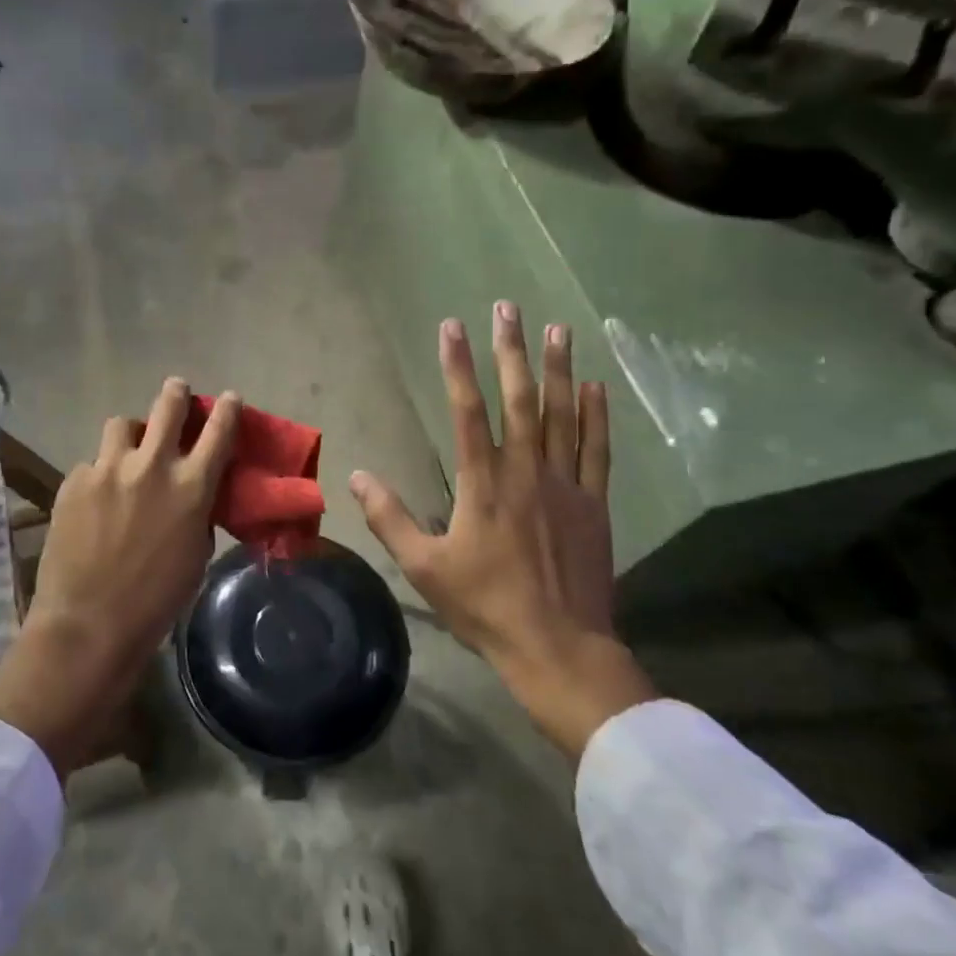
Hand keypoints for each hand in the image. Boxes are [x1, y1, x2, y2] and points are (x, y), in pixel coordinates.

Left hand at [0, 379, 240, 774]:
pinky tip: (95, 500)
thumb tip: (192, 494)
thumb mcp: (195, 554)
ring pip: (122, 425)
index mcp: (191, 487)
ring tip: (128, 450)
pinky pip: (92, 464)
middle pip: (168, 407)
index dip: (227, 409)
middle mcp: (152, 467)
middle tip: (176, 390)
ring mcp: (108, 469)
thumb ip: (197, 512)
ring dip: (131, 434)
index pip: (219, 431)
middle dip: (176, 394)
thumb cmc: (156, 601)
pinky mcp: (74, 480)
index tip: (229, 398)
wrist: (90, 623)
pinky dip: (100, 474)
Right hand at [350, 304, 654, 758]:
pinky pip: (597, 451)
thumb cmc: (485, 606)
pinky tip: (594, 386)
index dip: (458, 367)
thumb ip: (390, 518)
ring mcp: (565, 486)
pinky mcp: (594, 505)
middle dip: (511, 351)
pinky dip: (596, 417)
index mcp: (483, 485)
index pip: (467, 412)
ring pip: (563, 417)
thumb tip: (359, 476)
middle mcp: (526, 473)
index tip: (452, 327)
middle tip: (509, 308)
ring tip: (558, 329)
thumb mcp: (424, 567)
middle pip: (520, 401)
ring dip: (558, 370)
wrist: (558, 647)